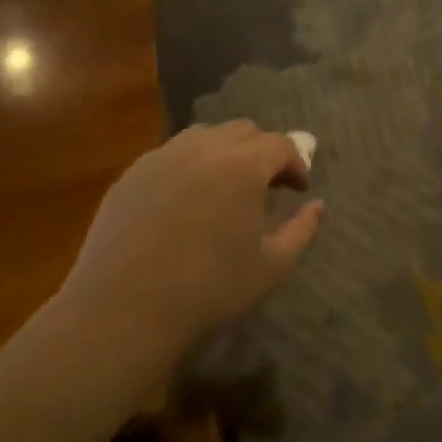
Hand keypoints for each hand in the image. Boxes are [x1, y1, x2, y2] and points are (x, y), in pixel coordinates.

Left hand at [56, 121, 322, 351]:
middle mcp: (203, 148)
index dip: (296, 163)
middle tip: (267, 186)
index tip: (299, 189)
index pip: (280, 145)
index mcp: (243, 166)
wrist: (124, 310)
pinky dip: (189, 166)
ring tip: (225, 188)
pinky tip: (185, 202)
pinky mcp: (131, 174)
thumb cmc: (209, 290)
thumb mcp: (271, 266)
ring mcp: (161, 157)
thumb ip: (301, 230)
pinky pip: (170, 156)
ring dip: (224, 153)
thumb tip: (318, 206)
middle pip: (243, 131)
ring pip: (203, 136)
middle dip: (262, 152)